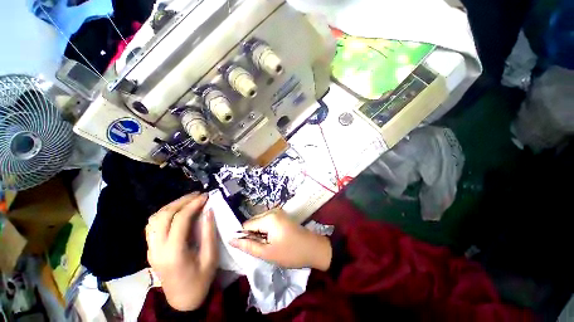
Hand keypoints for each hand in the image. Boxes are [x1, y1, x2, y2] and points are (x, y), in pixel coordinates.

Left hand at [145, 193, 217, 310]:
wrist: (181, 301)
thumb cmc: (200, 280)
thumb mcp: (210, 257)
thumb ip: (209, 232)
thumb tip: (209, 211)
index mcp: (173, 253)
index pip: (179, 220)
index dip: (193, 205)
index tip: (205, 196)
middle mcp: (157, 249)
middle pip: (163, 216)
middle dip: (181, 201)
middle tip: (197, 195)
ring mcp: (150, 249)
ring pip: (154, 219)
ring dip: (171, 206)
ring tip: (188, 200)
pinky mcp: (150, 250)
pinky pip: (152, 226)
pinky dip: (164, 214)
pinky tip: (176, 212)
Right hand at [229, 209, 331, 270]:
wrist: (314, 248)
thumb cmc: (291, 252)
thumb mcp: (268, 253)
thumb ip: (248, 246)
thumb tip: (230, 240)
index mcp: (269, 217)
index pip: (246, 225)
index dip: (245, 238)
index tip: (250, 249)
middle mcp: (272, 211)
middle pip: (253, 223)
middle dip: (253, 235)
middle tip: (262, 248)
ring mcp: (278, 212)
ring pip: (260, 223)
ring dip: (260, 234)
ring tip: (269, 245)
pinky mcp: (281, 216)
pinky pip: (267, 222)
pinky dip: (266, 231)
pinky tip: (273, 240)